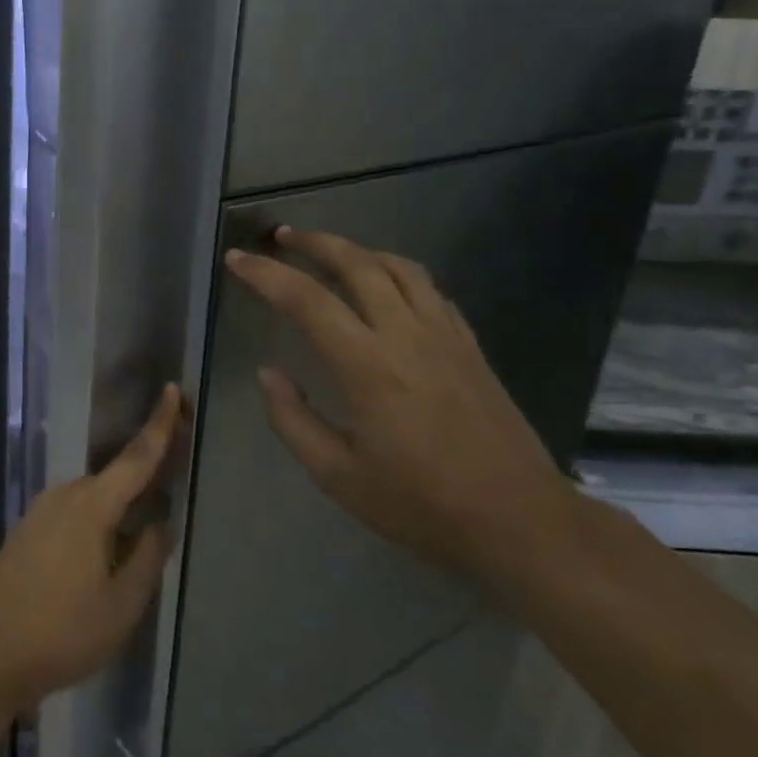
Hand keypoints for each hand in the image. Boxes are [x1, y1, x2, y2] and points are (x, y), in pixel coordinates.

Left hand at [0, 385, 186, 711]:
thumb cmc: (61, 631)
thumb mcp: (120, 605)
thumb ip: (147, 559)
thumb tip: (161, 524)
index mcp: (91, 506)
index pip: (136, 458)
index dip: (159, 425)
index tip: (173, 390)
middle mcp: (64, 496)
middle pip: (114, 477)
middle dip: (144, 472)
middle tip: (172, 477)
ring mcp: (39, 512)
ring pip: (92, 500)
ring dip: (119, 506)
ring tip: (143, 531)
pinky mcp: (26, 532)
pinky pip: (72, 515)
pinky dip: (96, 521)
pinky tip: (103, 554)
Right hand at [225, 228, 574, 581]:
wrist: (520, 520)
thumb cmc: (421, 503)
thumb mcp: (337, 475)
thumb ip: (292, 419)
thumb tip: (268, 372)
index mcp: (367, 365)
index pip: (306, 299)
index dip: (265, 274)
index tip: (237, 259)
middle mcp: (406, 335)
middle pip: (356, 264)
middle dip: (313, 242)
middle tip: (281, 236)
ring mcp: (445, 335)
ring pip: (398, 267)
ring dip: (357, 249)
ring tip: (330, 250)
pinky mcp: (470, 345)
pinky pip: (429, 289)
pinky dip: (396, 272)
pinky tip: (385, 285)